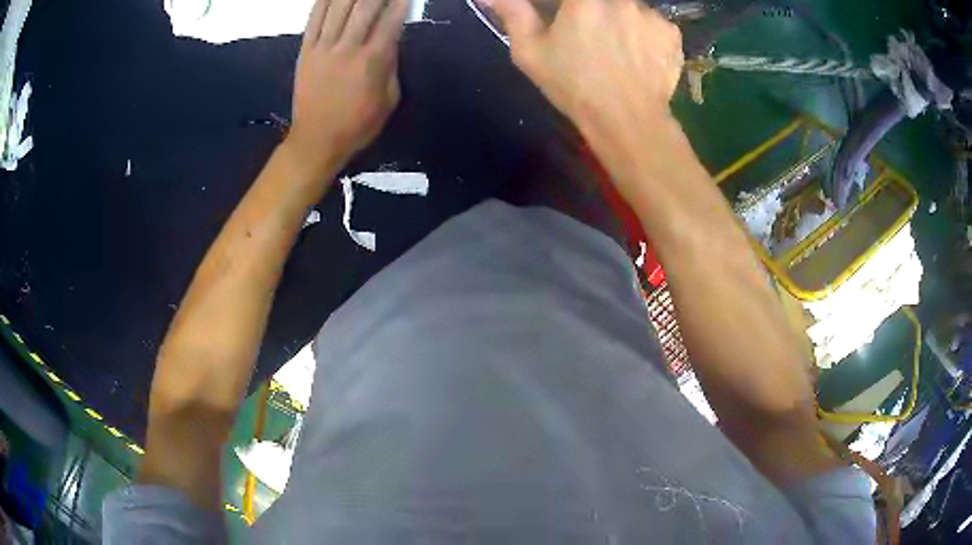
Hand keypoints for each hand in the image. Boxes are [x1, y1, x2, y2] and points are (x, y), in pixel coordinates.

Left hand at [288, 0, 407, 177]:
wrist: (316, 141)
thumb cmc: (357, 125)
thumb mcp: (388, 99)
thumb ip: (391, 65)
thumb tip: (392, 38)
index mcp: (372, 61)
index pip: (391, 20)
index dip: (400, 1)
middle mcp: (348, 48)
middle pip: (365, 6)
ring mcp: (323, 47)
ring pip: (339, 7)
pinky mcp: (306, 51)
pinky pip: (314, 19)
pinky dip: (323, 1)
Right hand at [487, 0, 682, 133]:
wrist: (628, 122)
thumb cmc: (573, 86)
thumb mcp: (531, 52)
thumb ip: (514, 12)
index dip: (567, 8)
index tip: (563, 18)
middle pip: (602, 0)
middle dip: (593, 10)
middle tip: (589, 33)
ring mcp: (651, 13)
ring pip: (628, 6)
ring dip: (620, 18)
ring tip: (615, 48)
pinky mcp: (672, 32)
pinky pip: (653, 23)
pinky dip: (644, 33)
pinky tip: (637, 55)